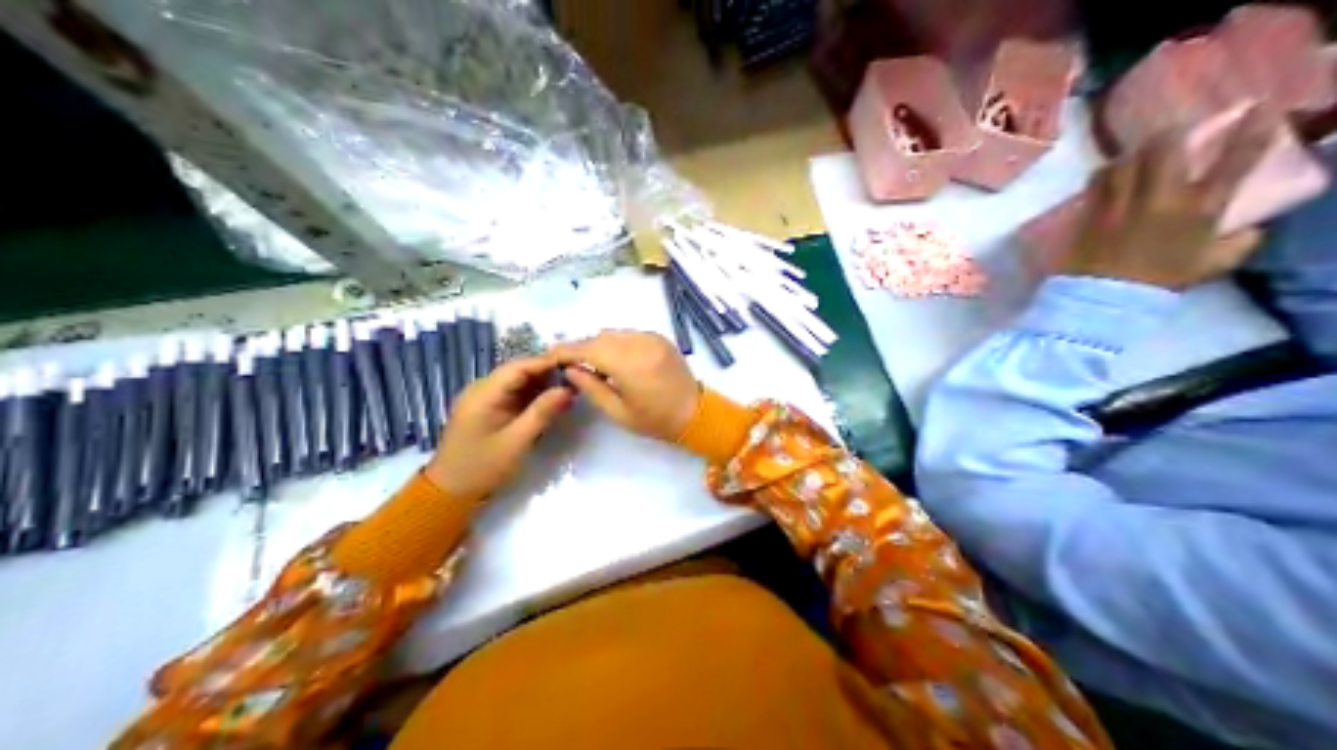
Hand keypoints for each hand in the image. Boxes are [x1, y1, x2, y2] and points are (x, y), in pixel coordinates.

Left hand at [421, 359, 574, 504]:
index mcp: (483, 394)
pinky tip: (550, 400)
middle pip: (517, 371)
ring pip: (516, 381)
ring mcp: (482, 398)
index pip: (518, 367)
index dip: (546, 362)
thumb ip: (542, 413)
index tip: (574, 363)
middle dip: (546, 372)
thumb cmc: (482, 468)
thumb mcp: (516, 442)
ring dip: (541, 383)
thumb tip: (568, 390)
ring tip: (569, 387)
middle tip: (576, 375)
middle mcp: (480, 389)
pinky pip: (511, 394)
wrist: (450, 491)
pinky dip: (531, 395)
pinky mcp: (486, 409)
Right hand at [551, 331, 702, 440]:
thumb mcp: (618, 412)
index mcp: (628, 364)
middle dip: (581, 348)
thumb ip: (591, 388)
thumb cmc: (655, 420)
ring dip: (598, 344)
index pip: (587, 349)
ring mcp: (651, 338)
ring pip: (614, 334)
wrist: (696, 414)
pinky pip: (630, 335)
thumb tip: (570, 370)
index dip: (565, 351)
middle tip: (567, 363)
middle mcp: (639, 343)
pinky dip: (616, 343)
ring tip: (589, 363)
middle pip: (599, 338)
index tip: (548, 356)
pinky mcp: (660, 338)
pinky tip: (613, 359)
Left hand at [1067, 106, 1272, 286]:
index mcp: (1198, 210)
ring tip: (1137, 158)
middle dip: (1172, 135)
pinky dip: (1106, 172)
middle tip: (1175, 138)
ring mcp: (1120, 201)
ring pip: (1126, 158)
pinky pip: (1097, 179)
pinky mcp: (1089, 210)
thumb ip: (1236, 244)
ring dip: (1134, 154)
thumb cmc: (1159, 285)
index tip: (1259, 111)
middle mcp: (1159, 197)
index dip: (1251, 131)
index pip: (1235, 161)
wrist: (1103, 301)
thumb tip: (1251, 227)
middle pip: (1166, 146)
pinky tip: (1109, 177)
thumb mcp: (1210, 266)